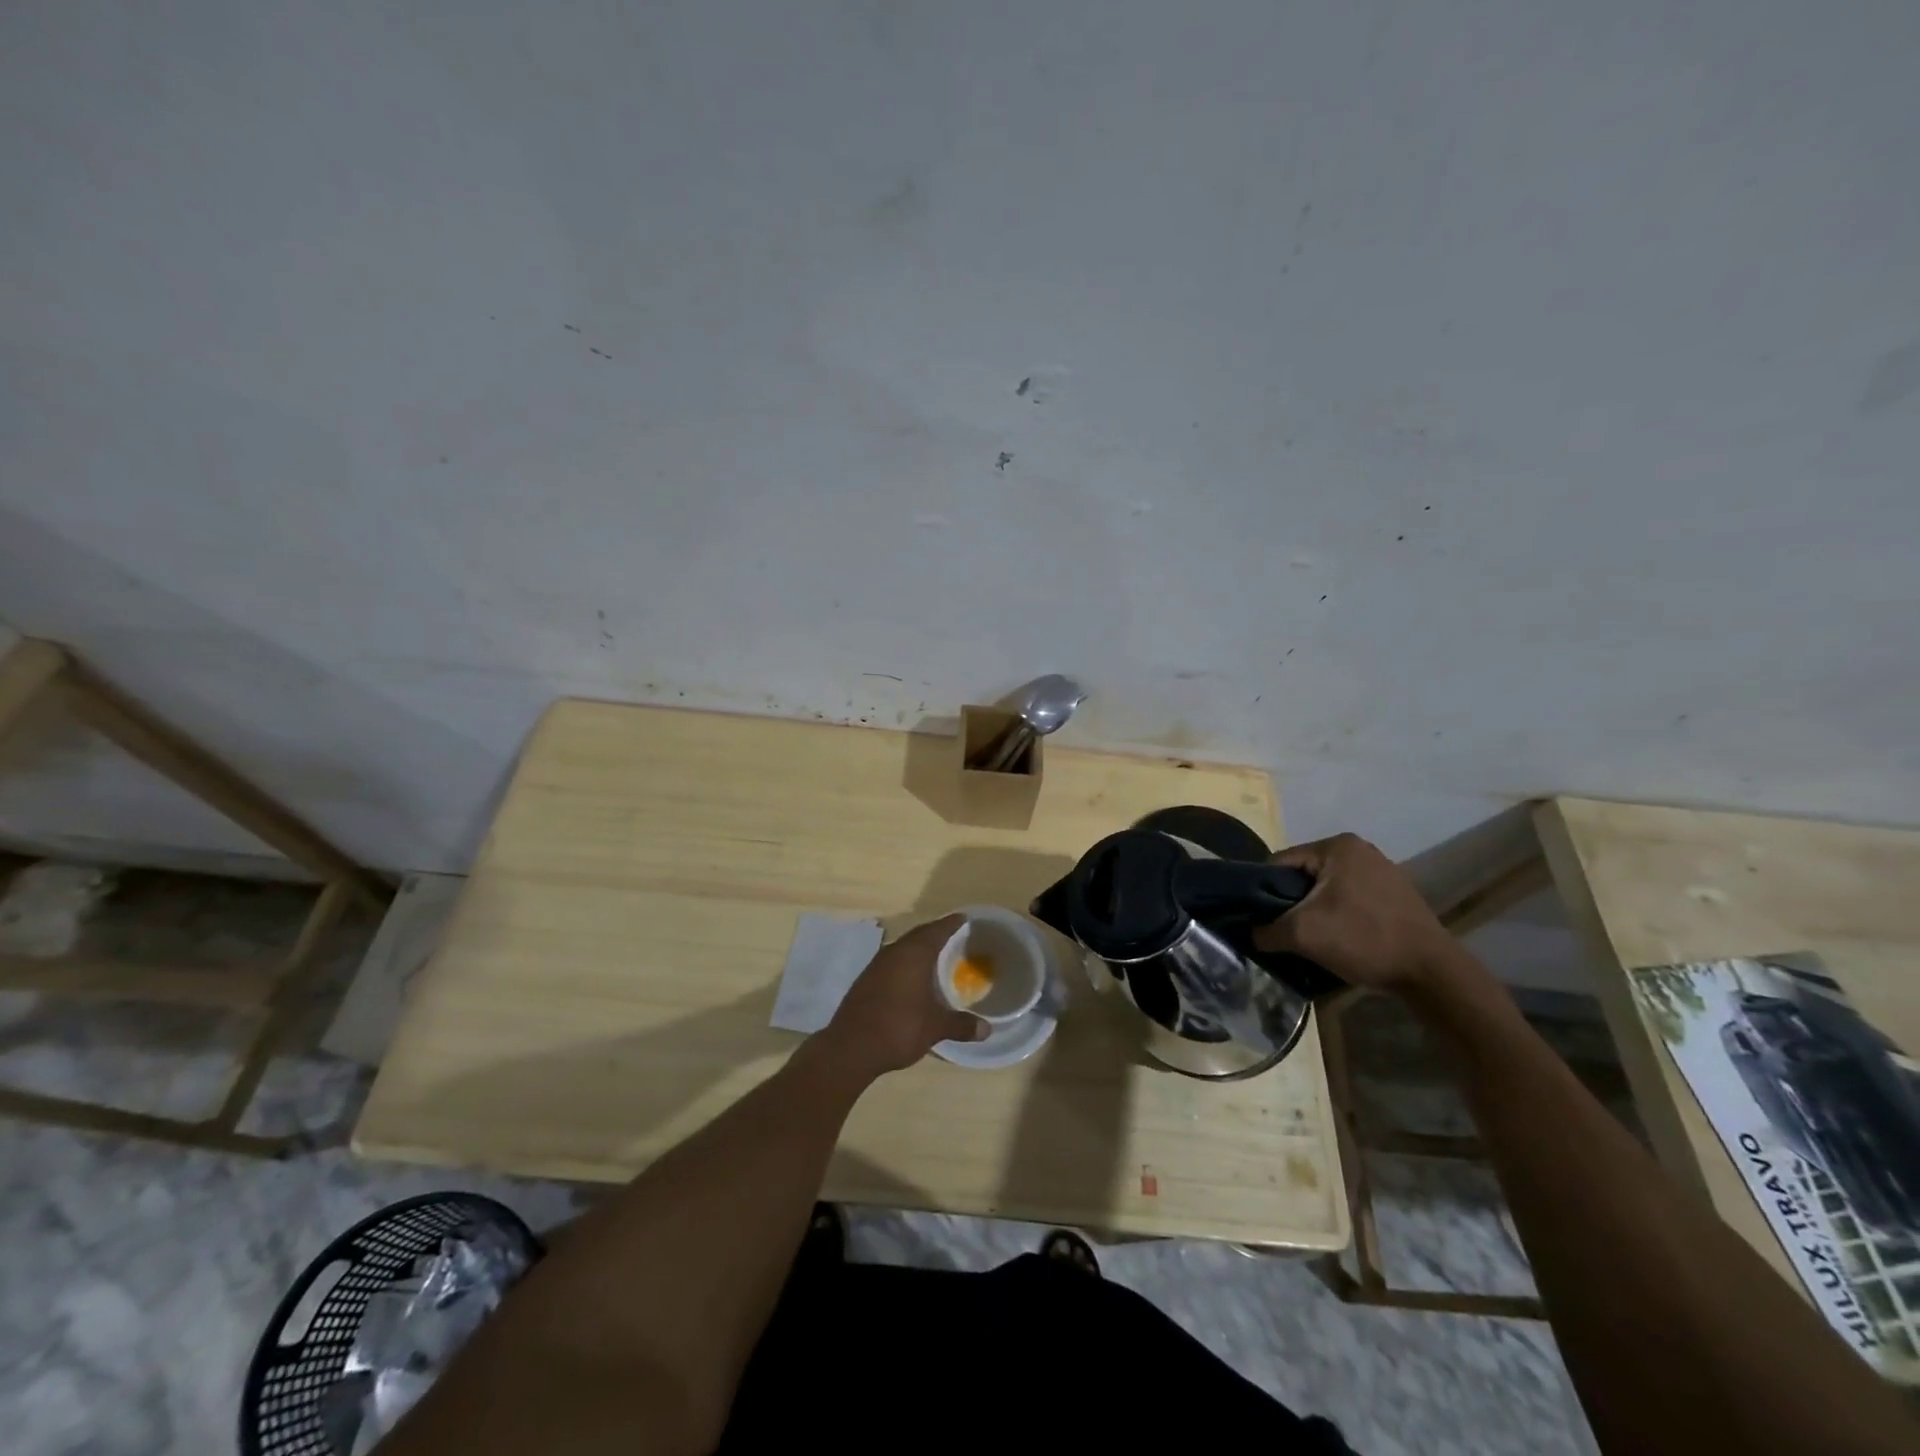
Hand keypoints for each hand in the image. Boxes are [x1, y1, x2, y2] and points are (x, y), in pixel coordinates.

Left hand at [818, 914, 988, 1077]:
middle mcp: (894, 952)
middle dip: (936, 934)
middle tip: (954, 936)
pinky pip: (892, 962)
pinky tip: (912, 978)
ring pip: (903, 948)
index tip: (965, 918)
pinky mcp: (866, 980)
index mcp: (913, 954)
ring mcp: (876, 965)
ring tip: (936, 956)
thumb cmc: (899, 1028)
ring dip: (919, 949)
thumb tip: (987, 1029)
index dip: (952, 923)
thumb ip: (961, 1025)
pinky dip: (906, 964)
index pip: (937, 930)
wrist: (850, 1048)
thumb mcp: (935, 1027)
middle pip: (918, 935)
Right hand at [1251, 833, 1461, 994]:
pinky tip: (1339, 938)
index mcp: (1336, 845)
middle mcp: (1359, 849)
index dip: (1262, 890)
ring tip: (1309, 937)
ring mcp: (1381, 870)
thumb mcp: (1302, 934)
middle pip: (1304, 875)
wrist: (1432, 973)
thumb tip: (1250, 933)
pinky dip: (1338, 915)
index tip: (1259, 918)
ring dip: (1314, 910)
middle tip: (1283, 930)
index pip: (1280, 862)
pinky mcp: (1394, 893)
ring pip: (1327, 888)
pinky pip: (1350, 898)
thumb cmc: (1363, 939)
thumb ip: (1266, 929)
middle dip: (1290, 902)